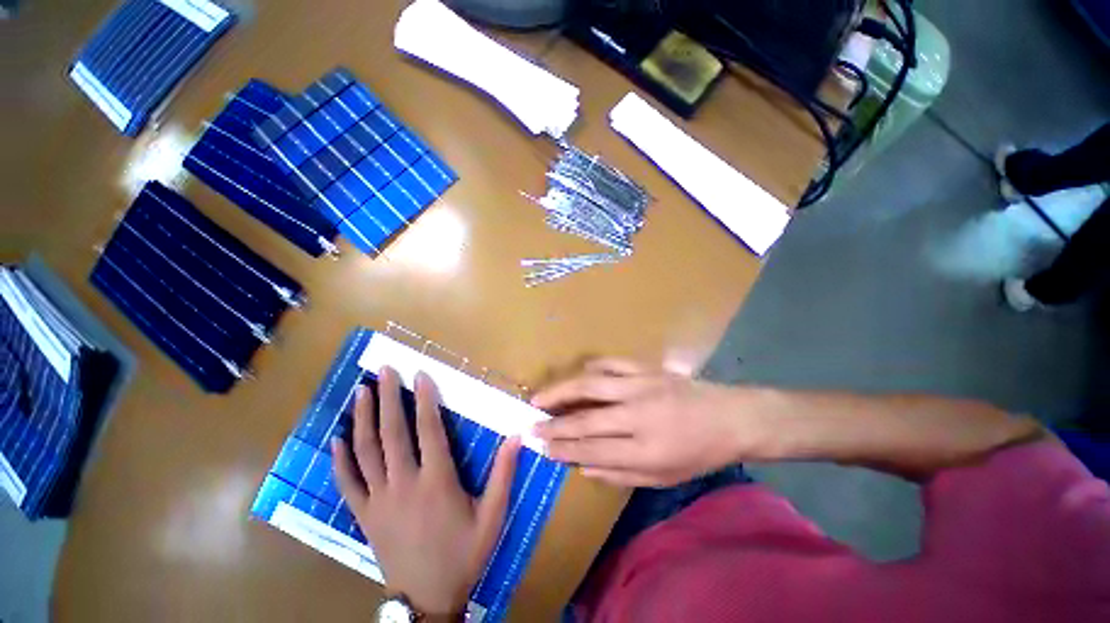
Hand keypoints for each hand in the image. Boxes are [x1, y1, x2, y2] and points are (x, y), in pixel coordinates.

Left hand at [332, 367, 519, 616]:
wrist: (428, 599)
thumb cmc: (464, 554)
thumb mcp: (493, 515)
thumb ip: (504, 474)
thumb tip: (516, 437)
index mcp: (437, 481)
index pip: (428, 429)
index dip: (424, 399)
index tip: (419, 375)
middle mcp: (404, 483)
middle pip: (393, 432)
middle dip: (388, 397)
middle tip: (385, 370)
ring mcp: (379, 499)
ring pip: (367, 451)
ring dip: (363, 418)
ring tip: (360, 390)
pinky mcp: (364, 515)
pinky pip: (347, 482)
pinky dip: (340, 459)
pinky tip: (337, 439)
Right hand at [531, 359, 764, 486]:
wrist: (730, 417)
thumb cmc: (699, 453)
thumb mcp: (664, 477)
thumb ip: (619, 474)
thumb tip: (582, 468)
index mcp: (645, 450)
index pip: (591, 450)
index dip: (562, 449)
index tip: (541, 446)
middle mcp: (638, 416)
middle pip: (586, 420)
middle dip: (554, 424)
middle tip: (532, 425)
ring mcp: (641, 386)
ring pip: (591, 386)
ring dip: (561, 391)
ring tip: (540, 397)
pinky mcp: (647, 369)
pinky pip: (611, 364)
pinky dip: (591, 368)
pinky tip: (578, 375)